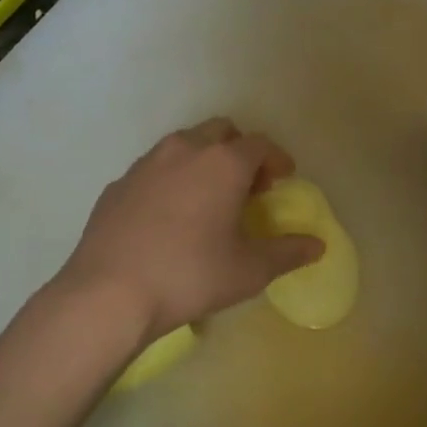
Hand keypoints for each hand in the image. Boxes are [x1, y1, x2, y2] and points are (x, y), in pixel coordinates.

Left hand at [60, 118, 324, 342]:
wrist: (109, 294)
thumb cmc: (190, 275)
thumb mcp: (249, 270)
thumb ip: (288, 253)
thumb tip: (317, 246)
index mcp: (223, 163)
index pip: (260, 144)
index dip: (277, 158)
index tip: (283, 178)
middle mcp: (185, 151)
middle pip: (221, 132)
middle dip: (240, 151)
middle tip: (248, 185)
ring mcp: (145, 164)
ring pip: (184, 145)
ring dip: (204, 160)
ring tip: (209, 197)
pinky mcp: (118, 185)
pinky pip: (154, 169)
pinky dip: (171, 180)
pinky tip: (169, 215)